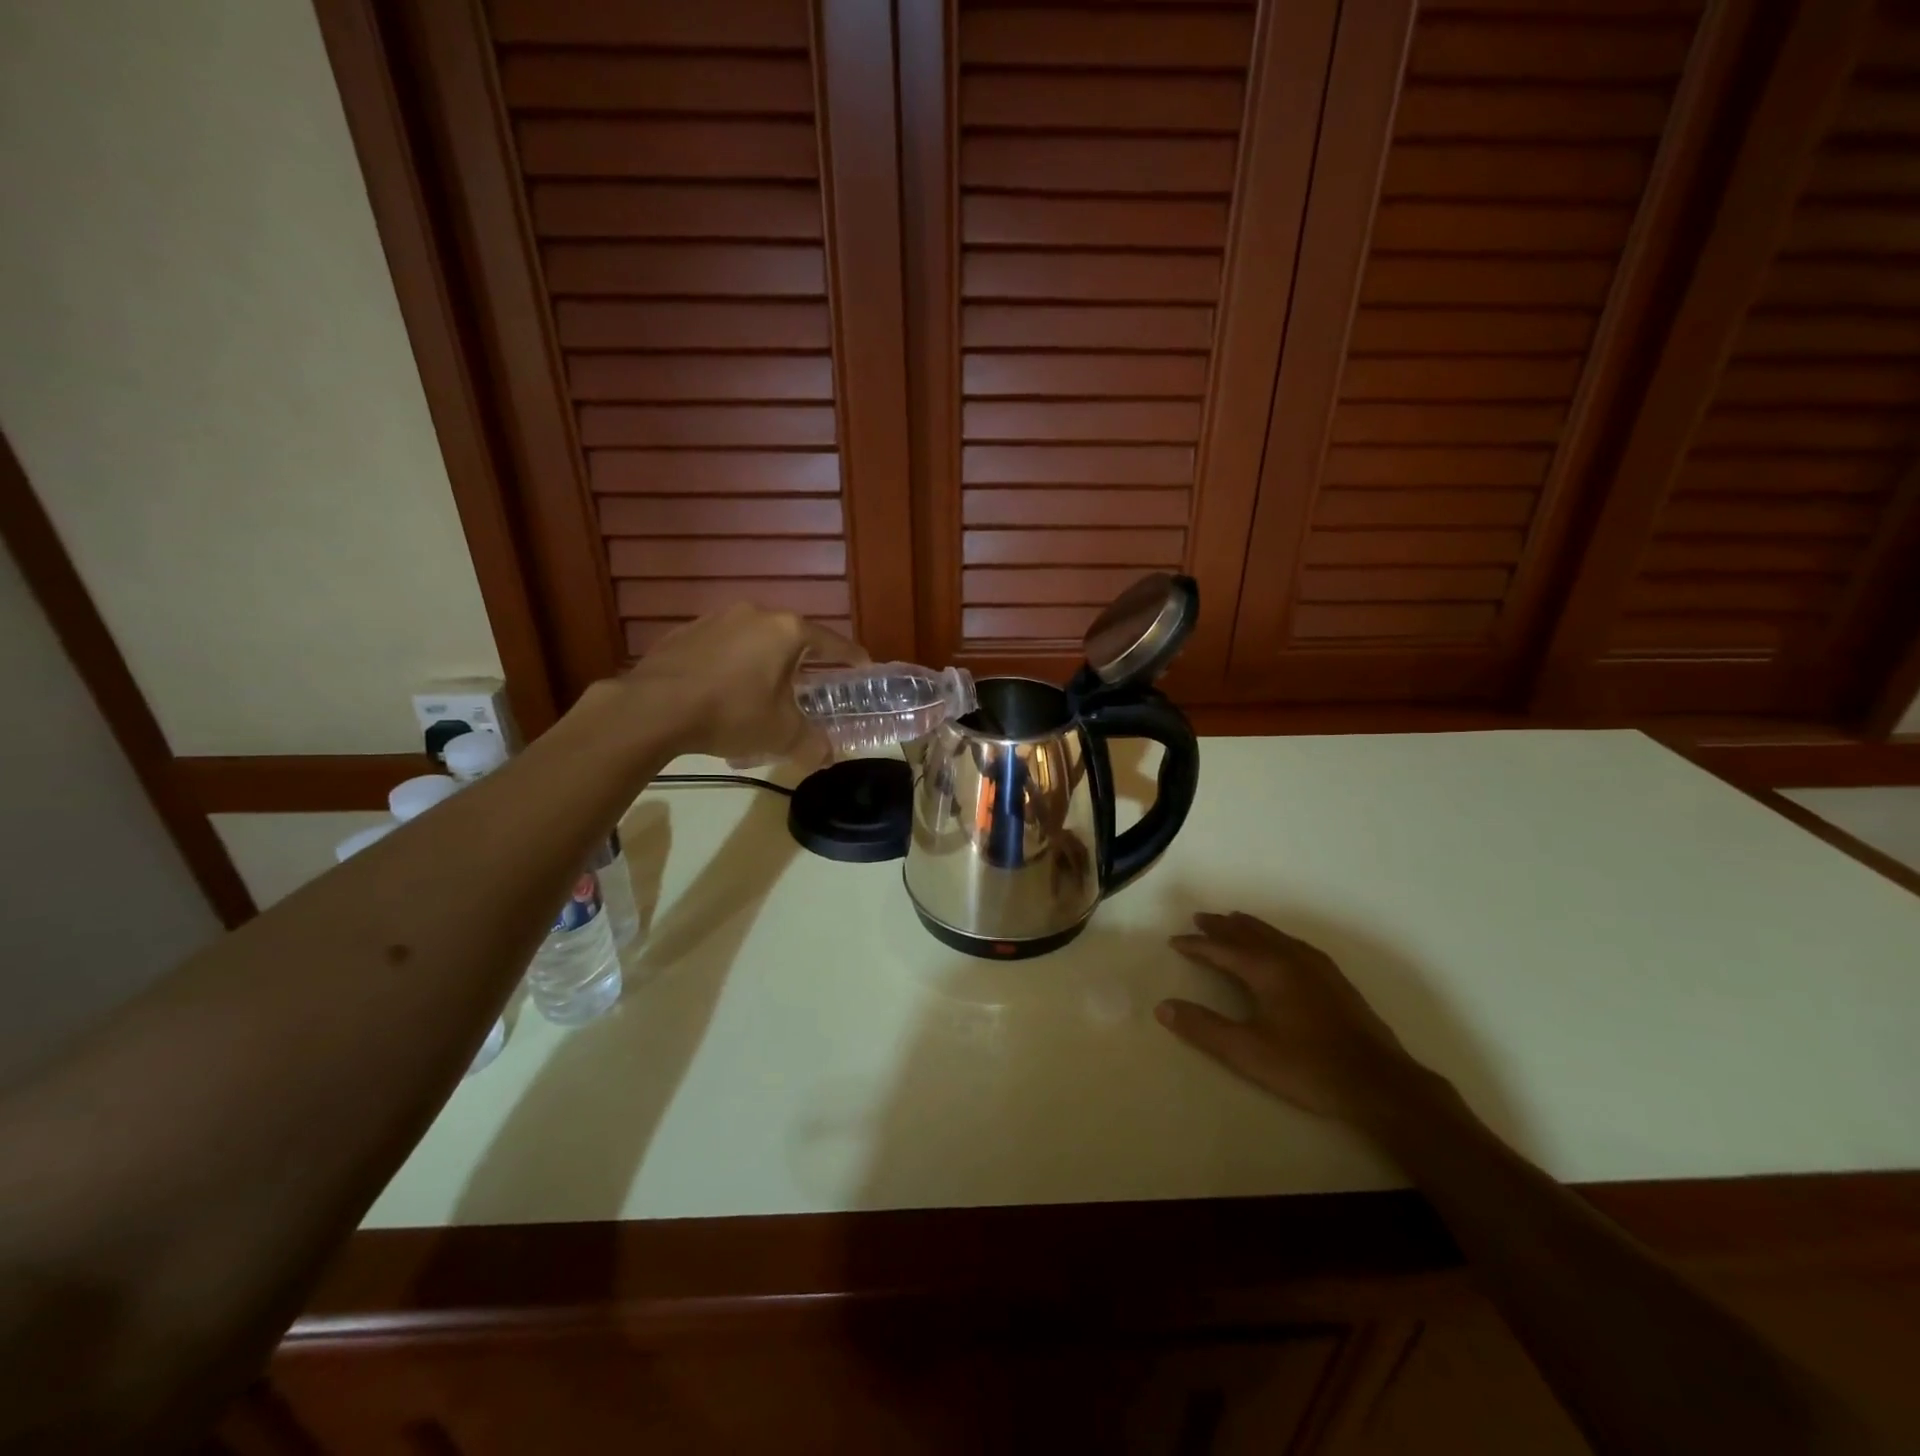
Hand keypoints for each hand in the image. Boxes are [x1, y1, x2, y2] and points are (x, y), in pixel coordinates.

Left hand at [619, 606, 865, 765]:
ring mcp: (718, 618)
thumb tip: (828, 755)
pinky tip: (724, 689)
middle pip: (791, 637)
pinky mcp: (686, 630)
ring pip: (754, 639)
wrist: (654, 707)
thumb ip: (811, 743)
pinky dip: (732, 663)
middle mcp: (756, 614)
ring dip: (764, 661)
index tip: (862, 666)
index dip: (850, 657)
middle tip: (807, 686)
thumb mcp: (780, 733)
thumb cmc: (731, 712)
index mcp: (787, 631)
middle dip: (802, 661)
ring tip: (763, 690)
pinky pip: (723, 646)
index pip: (831, 642)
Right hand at [1157, 912, 1422, 1126]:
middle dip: (1222, 927)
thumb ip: (1204, 1028)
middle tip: (1200, 918)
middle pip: (1249, 934)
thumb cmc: (1308, 1067)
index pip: (1222, 950)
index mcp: (1267, 970)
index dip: (1196, 945)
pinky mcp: (1335, 981)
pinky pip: (1294, 944)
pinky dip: (1274, 937)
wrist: (1380, 1084)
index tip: (1174, 941)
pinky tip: (1280, 946)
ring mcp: (1317, 967)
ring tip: (1233, 921)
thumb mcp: (1247, 1052)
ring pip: (1274, 936)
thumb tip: (1163, 1007)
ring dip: (1249, 927)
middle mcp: (1290, 958)